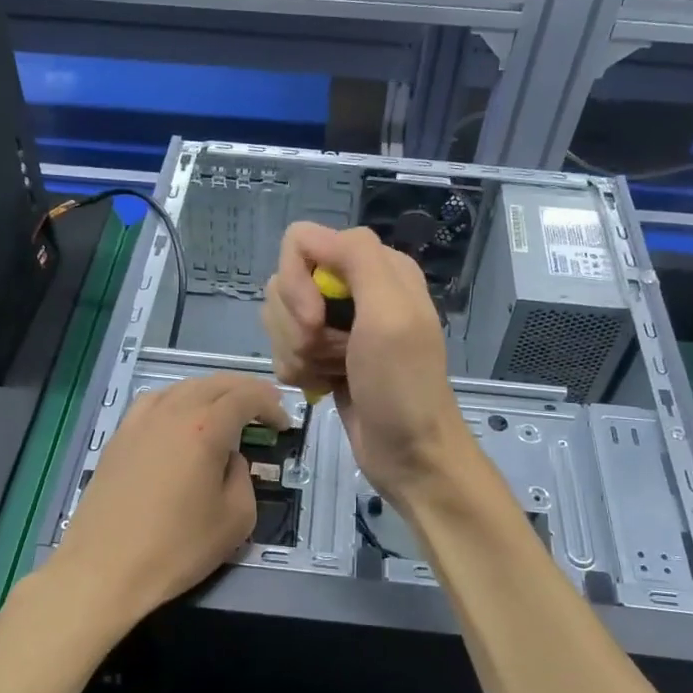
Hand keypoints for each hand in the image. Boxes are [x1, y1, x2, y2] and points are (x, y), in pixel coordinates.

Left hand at [49, 372, 288, 625]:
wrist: (104, 570)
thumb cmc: (177, 548)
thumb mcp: (236, 519)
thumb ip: (243, 477)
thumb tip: (231, 459)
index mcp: (206, 428)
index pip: (246, 396)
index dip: (271, 404)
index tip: (283, 425)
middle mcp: (173, 412)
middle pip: (215, 383)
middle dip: (246, 391)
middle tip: (264, 410)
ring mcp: (140, 421)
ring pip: (184, 387)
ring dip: (212, 392)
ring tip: (225, 411)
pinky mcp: (119, 436)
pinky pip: (155, 401)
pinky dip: (178, 400)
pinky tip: (180, 419)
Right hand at [261, 223, 472, 506]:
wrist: (411, 455)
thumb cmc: (404, 386)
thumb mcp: (391, 313)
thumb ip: (357, 258)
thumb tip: (307, 237)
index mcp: (376, 266)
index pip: (301, 243)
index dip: (297, 283)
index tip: (314, 322)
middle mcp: (355, 288)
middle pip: (285, 282)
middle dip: (297, 325)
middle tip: (330, 354)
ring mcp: (338, 324)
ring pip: (280, 318)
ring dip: (297, 352)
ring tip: (329, 373)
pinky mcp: (324, 356)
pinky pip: (285, 348)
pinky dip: (297, 371)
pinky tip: (322, 386)